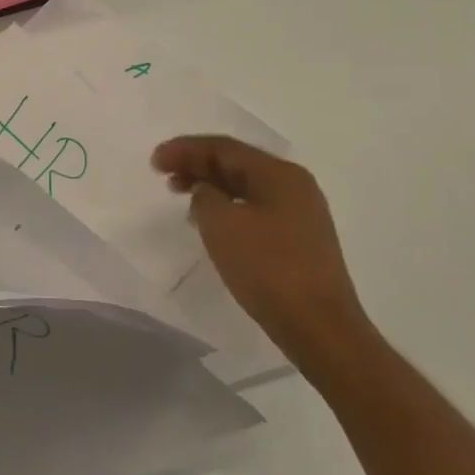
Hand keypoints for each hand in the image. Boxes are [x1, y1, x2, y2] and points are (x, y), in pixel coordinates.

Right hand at [152, 135, 375, 382]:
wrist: (320, 326)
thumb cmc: (268, 267)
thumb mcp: (222, 224)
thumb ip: (205, 196)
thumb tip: (206, 191)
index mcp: (279, 174)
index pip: (223, 148)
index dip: (185, 149)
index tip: (154, 161)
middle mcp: (294, 185)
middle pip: (236, 164)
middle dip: (197, 165)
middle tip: (164, 175)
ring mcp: (301, 213)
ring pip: (246, 187)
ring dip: (211, 187)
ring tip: (181, 196)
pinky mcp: (300, 240)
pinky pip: (255, 209)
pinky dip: (228, 207)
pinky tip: (211, 223)